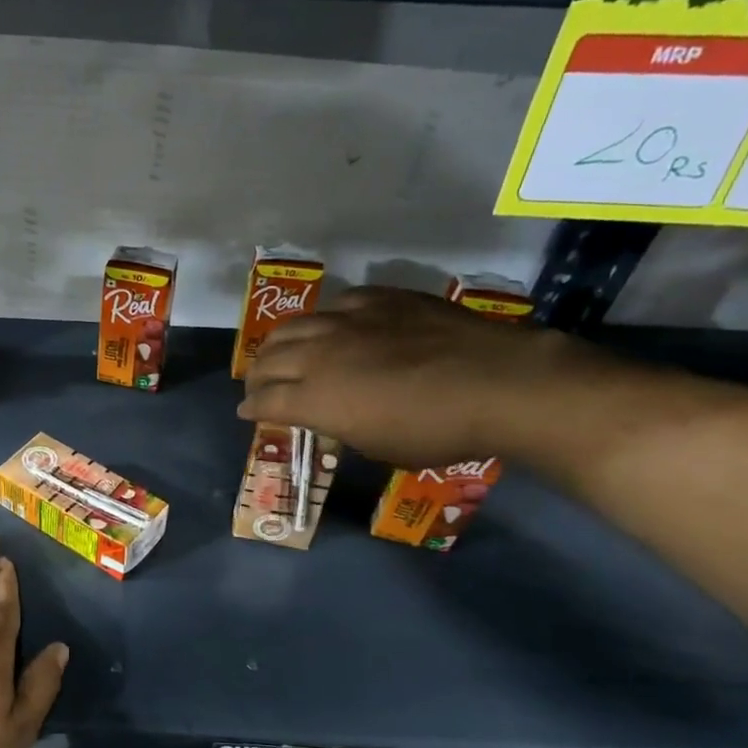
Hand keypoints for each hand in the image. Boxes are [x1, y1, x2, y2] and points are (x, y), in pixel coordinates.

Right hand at [238, 286, 591, 467]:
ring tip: (282, 352)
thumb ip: (341, 426)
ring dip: (280, 344)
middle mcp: (319, 355)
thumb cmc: (437, 432)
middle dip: (257, 376)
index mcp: (315, 398)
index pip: (264, 401)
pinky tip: (336, 326)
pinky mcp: (380, 299)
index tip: (248, 413)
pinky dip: (326, 320)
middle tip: (260, 386)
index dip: (251, 409)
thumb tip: (330, 416)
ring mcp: (348, 321)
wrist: (499, 383)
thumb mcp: (378, 447)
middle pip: (268, 359)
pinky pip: (338, 304)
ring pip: (294, 326)